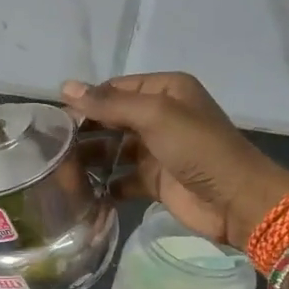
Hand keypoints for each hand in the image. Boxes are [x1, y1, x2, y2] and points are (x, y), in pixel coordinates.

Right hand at [61, 73, 288, 248]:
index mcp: (165, 90)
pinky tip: (82, 192)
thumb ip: (110, 103)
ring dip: (91, 159)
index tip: (54, 120)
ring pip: (113, 150)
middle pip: (111, 119)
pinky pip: (121, 179)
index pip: (114, 89)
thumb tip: (66, 87)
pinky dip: (104, 185)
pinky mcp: (155, 181)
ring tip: (59, 171)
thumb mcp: (155, 116)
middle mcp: (160, 116)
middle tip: (51, 148)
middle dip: (84, 131)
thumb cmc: (198, 148)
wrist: (237, 200)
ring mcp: (157, 150)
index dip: (86, 102)